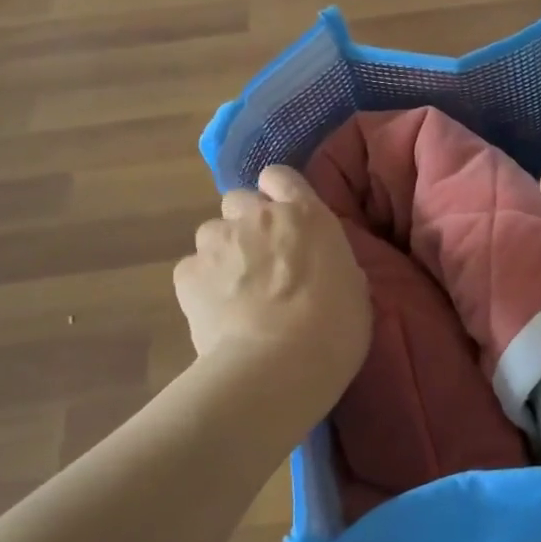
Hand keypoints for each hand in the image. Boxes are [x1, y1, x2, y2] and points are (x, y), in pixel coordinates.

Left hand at [174, 167, 371, 398]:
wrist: (278, 365)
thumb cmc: (334, 329)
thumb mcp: (353, 287)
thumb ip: (329, 261)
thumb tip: (317, 266)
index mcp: (306, 215)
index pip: (281, 176)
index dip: (278, 193)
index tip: (284, 218)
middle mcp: (258, 216)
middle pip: (239, 200)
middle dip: (246, 222)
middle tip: (261, 260)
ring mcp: (218, 242)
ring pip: (212, 233)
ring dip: (223, 253)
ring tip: (235, 292)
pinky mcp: (187, 274)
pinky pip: (192, 269)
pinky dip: (201, 286)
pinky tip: (216, 313)